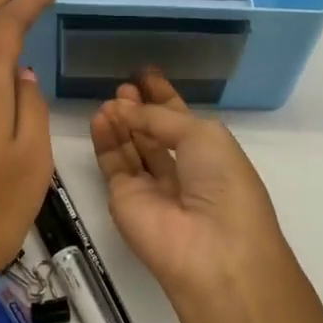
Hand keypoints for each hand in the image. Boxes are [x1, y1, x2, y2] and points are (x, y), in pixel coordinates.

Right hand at [90, 69, 289, 313]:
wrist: (211, 248)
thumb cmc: (222, 184)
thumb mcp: (202, 136)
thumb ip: (161, 117)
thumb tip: (126, 106)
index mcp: (211, 155)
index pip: (182, 121)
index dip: (165, 98)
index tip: (146, 74)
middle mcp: (182, 171)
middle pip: (155, 134)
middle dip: (140, 108)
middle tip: (124, 85)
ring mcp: (151, 188)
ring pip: (131, 147)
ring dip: (121, 121)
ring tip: (110, 98)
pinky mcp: (124, 200)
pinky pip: (113, 164)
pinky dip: (106, 140)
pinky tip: (101, 117)